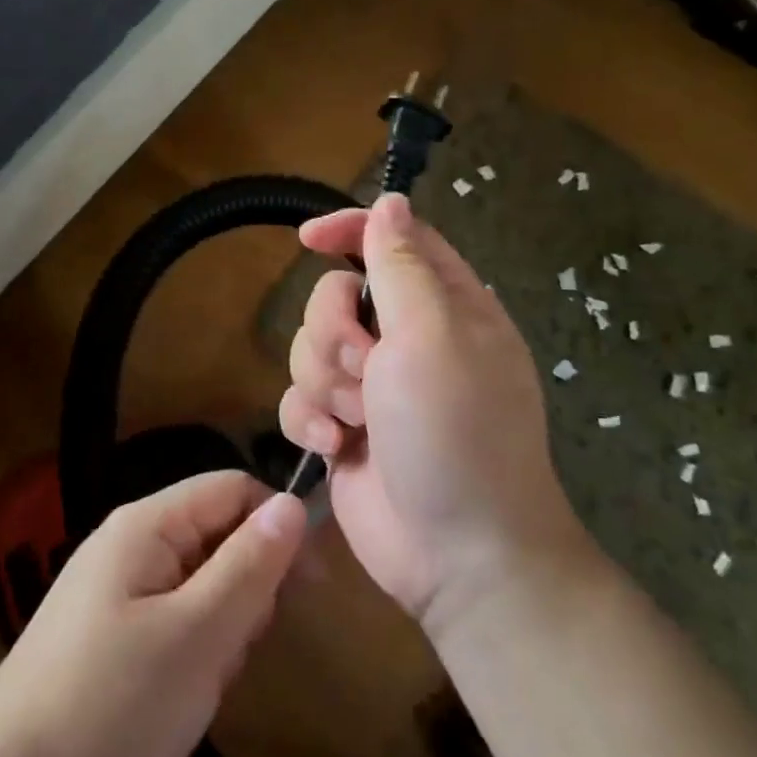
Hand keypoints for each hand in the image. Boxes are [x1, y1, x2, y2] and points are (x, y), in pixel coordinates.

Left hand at [0, 471, 306, 756]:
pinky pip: (177, 613)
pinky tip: (185, 689)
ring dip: (223, 625)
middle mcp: (133, 540)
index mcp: (147, 524)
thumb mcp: (197, 636)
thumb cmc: (113, 703)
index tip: (309, 585)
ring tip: (207, 678)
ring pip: (203, 579)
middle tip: (241, 647)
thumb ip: (249, 565)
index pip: (233, 488)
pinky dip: (195, 646)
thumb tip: (292, 503)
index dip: (276, 524)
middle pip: (219, 534)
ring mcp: (121, 584)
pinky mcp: (115, 624)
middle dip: (246, 587)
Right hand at [278, 193, 585, 626]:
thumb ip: (403, 265)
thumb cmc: (457, 433)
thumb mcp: (433, 335)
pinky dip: (309, 419)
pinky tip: (333, 447)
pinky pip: (297, 396)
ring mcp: (373, 385)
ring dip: (324, 382)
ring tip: (355, 420)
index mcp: (445, 304)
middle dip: (334, 331)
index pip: (392, 238)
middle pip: (335, 295)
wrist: (459, 555)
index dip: (349, 229)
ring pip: (308, 346)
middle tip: (363, 368)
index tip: (308, 239)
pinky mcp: (343, 427)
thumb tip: (392, 202)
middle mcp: (407, 337)